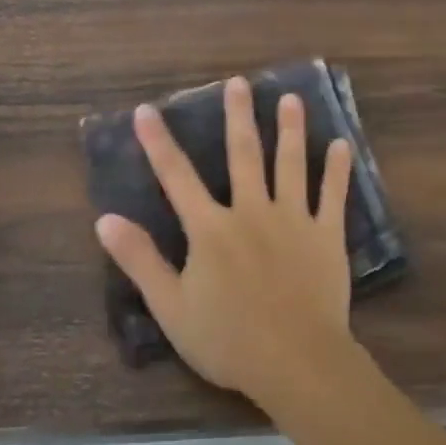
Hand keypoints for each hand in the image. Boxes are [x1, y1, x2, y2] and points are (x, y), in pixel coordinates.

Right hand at [94, 76, 356, 407]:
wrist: (296, 361)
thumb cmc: (228, 339)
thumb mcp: (171, 306)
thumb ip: (140, 260)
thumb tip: (104, 219)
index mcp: (210, 229)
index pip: (177, 177)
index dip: (158, 143)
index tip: (146, 110)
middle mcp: (251, 212)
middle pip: (243, 155)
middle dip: (237, 117)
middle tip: (238, 83)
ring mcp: (293, 220)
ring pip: (290, 165)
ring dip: (290, 130)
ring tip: (290, 99)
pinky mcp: (326, 236)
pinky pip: (332, 196)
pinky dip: (336, 170)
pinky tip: (341, 146)